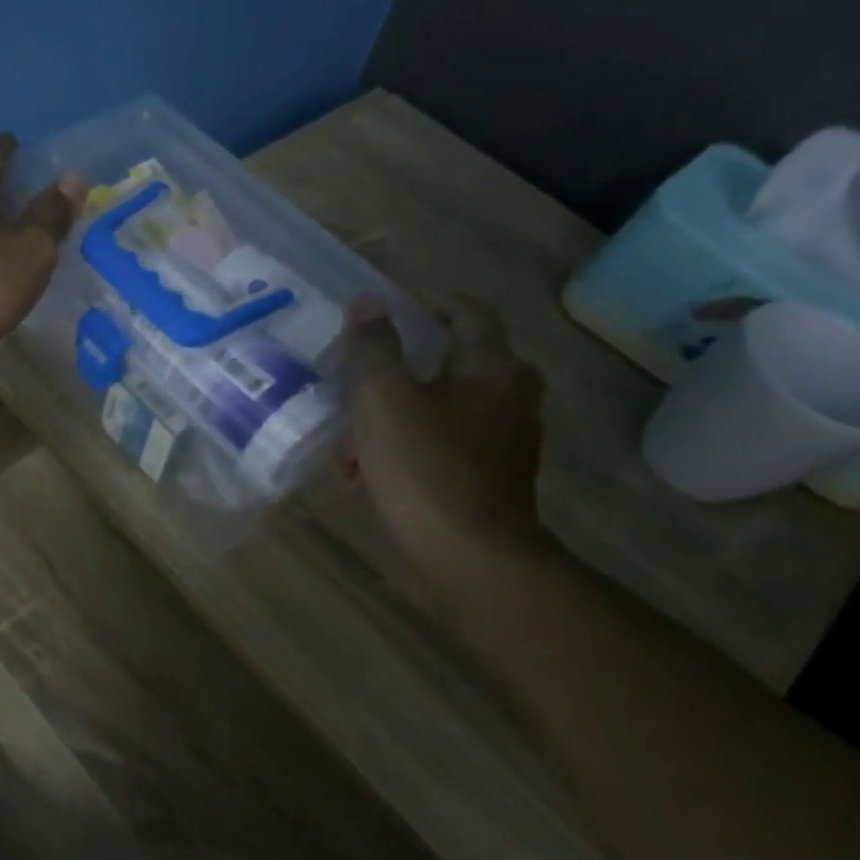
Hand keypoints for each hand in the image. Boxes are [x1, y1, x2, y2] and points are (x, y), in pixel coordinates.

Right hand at [341, 292, 549, 600]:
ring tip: (350, 436)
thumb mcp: (383, 400)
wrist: (469, 559)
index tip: (390, 302)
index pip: (466, 312)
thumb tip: (367, 303)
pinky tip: (367, 472)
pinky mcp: (490, 479)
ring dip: (396, 413)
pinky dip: (407, 447)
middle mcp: (509, 397)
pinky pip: (443, 446)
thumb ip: (373, 348)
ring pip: (442, 408)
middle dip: (402, 365)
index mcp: (491, 368)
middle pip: (452, 362)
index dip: (428, 300)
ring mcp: (504, 441)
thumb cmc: (424, 469)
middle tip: (362, 370)